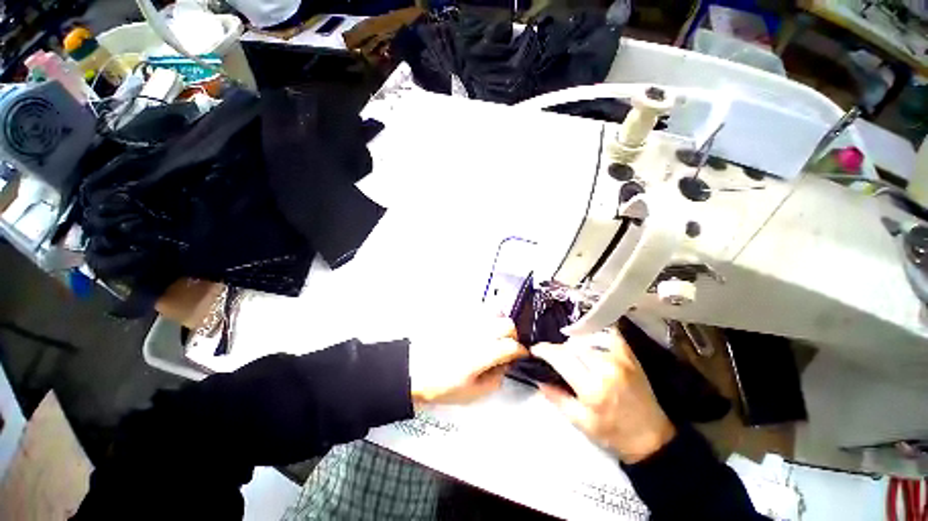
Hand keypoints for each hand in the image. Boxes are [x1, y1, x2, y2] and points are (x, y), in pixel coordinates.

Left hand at [409, 314, 527, 404]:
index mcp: (481, 354)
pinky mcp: (458, 315)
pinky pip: (478, 307)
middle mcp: (476, 333)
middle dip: (512, 335)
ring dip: (500, 322)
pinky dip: (486, 315)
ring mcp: (467, 321)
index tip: (520, 355)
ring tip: (495, 333)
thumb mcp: (472, 393)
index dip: (520, 352)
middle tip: (507, 345)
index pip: (512, 346)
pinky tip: (480, 326)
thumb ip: (495, 379)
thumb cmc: (440, 384)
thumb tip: (505, 365)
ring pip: (494, 310)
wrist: (414, 369)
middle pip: (507, 324)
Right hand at [533, 329, 675, 463]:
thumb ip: (557, 398)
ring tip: (569, 351)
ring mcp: (619, 358)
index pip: (561, 358)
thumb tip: (538, 379)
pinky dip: (594, 333)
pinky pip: (607, 334)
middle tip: (553, 356)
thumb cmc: (613, 433)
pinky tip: (587, 339)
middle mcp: (605, 367)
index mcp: (592, 387)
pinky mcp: (629, 355)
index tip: (535, 350)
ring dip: (573, 343)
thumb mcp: (581, 422)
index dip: (544, 350)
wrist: (652, 438)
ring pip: (586, 338)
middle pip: (572, 345)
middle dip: (558, 348)